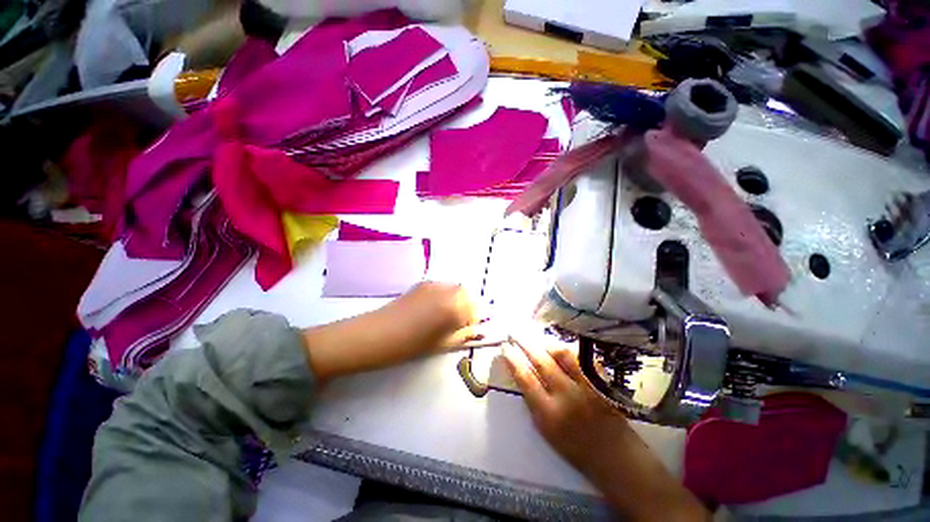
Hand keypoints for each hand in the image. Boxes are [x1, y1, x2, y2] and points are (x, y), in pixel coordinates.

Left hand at [302, 282, 480, 381]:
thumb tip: (477, 330)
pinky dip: (446, 296)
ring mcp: (434, 284)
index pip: (477, 309)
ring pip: (455, 289)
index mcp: (455, 307)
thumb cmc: (410, 345)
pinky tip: (435, 309)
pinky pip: (443, 287)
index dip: (477, 320)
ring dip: (458, 300)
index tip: (474, 329)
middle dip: (469, 307)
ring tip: (447, 316)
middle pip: (468, 295)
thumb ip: (464, 334)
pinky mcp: (423, 283)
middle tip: (461, 323)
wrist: (375, 334)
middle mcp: (447, 290)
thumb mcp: (442, 344)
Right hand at [503, 332, 709, 520]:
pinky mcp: (601, 382)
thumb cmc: (575, 448)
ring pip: (563, 354)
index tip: (505, 347)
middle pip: (542, 361)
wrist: (616, 457)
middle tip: (515, 332)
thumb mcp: (545, 430)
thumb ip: (533, 401)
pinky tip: (559, 346)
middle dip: (525, 343)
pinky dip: (568, 349)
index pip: (525, 379)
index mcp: (549, 415)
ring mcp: (587, 387)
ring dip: (546, 343)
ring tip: (536, 338)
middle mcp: (567, 397)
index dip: (513, 359)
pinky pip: (582, 358)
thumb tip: (522, 372)